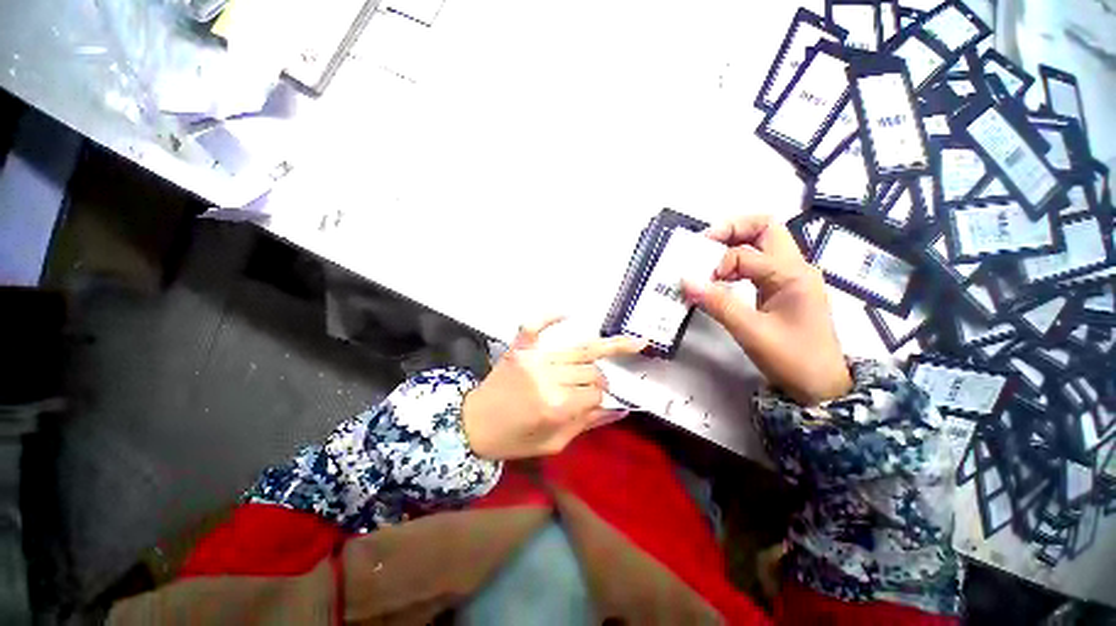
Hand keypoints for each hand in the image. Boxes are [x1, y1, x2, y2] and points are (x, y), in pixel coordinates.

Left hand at [462, 318, 646, 459]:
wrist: (472, 425)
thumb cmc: (513, 440)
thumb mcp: (553, 443)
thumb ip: (587, 423)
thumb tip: (619, 409)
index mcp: (556, 405)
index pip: (595, 393)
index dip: (601, 399)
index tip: (596, 404)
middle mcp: (548, 376)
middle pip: (591, 370)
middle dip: (600, 379)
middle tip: (599, 386)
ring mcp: (533, 358)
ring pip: (579, 350)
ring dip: (597, 353)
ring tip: (622, 346)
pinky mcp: (520, 348)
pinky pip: (536, 326)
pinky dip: (551, 317)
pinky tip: (569, 312)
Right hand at [683, 215, 851, 404]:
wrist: (821, 387)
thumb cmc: (793, 359)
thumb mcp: (751, 332)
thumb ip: (718, 304)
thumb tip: (686, 281)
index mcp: (793, 274)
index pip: (746, 255)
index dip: (719, 265)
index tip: (701, 283)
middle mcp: (795, 267)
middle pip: (766, 228)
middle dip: (733, 229)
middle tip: (705, 243)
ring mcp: (792, 277)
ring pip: (764, 242)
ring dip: (736, 242)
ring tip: (709, 255)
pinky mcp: (784, 288)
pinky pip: (760, 262)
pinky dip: (739, 261)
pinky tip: (723, 276)